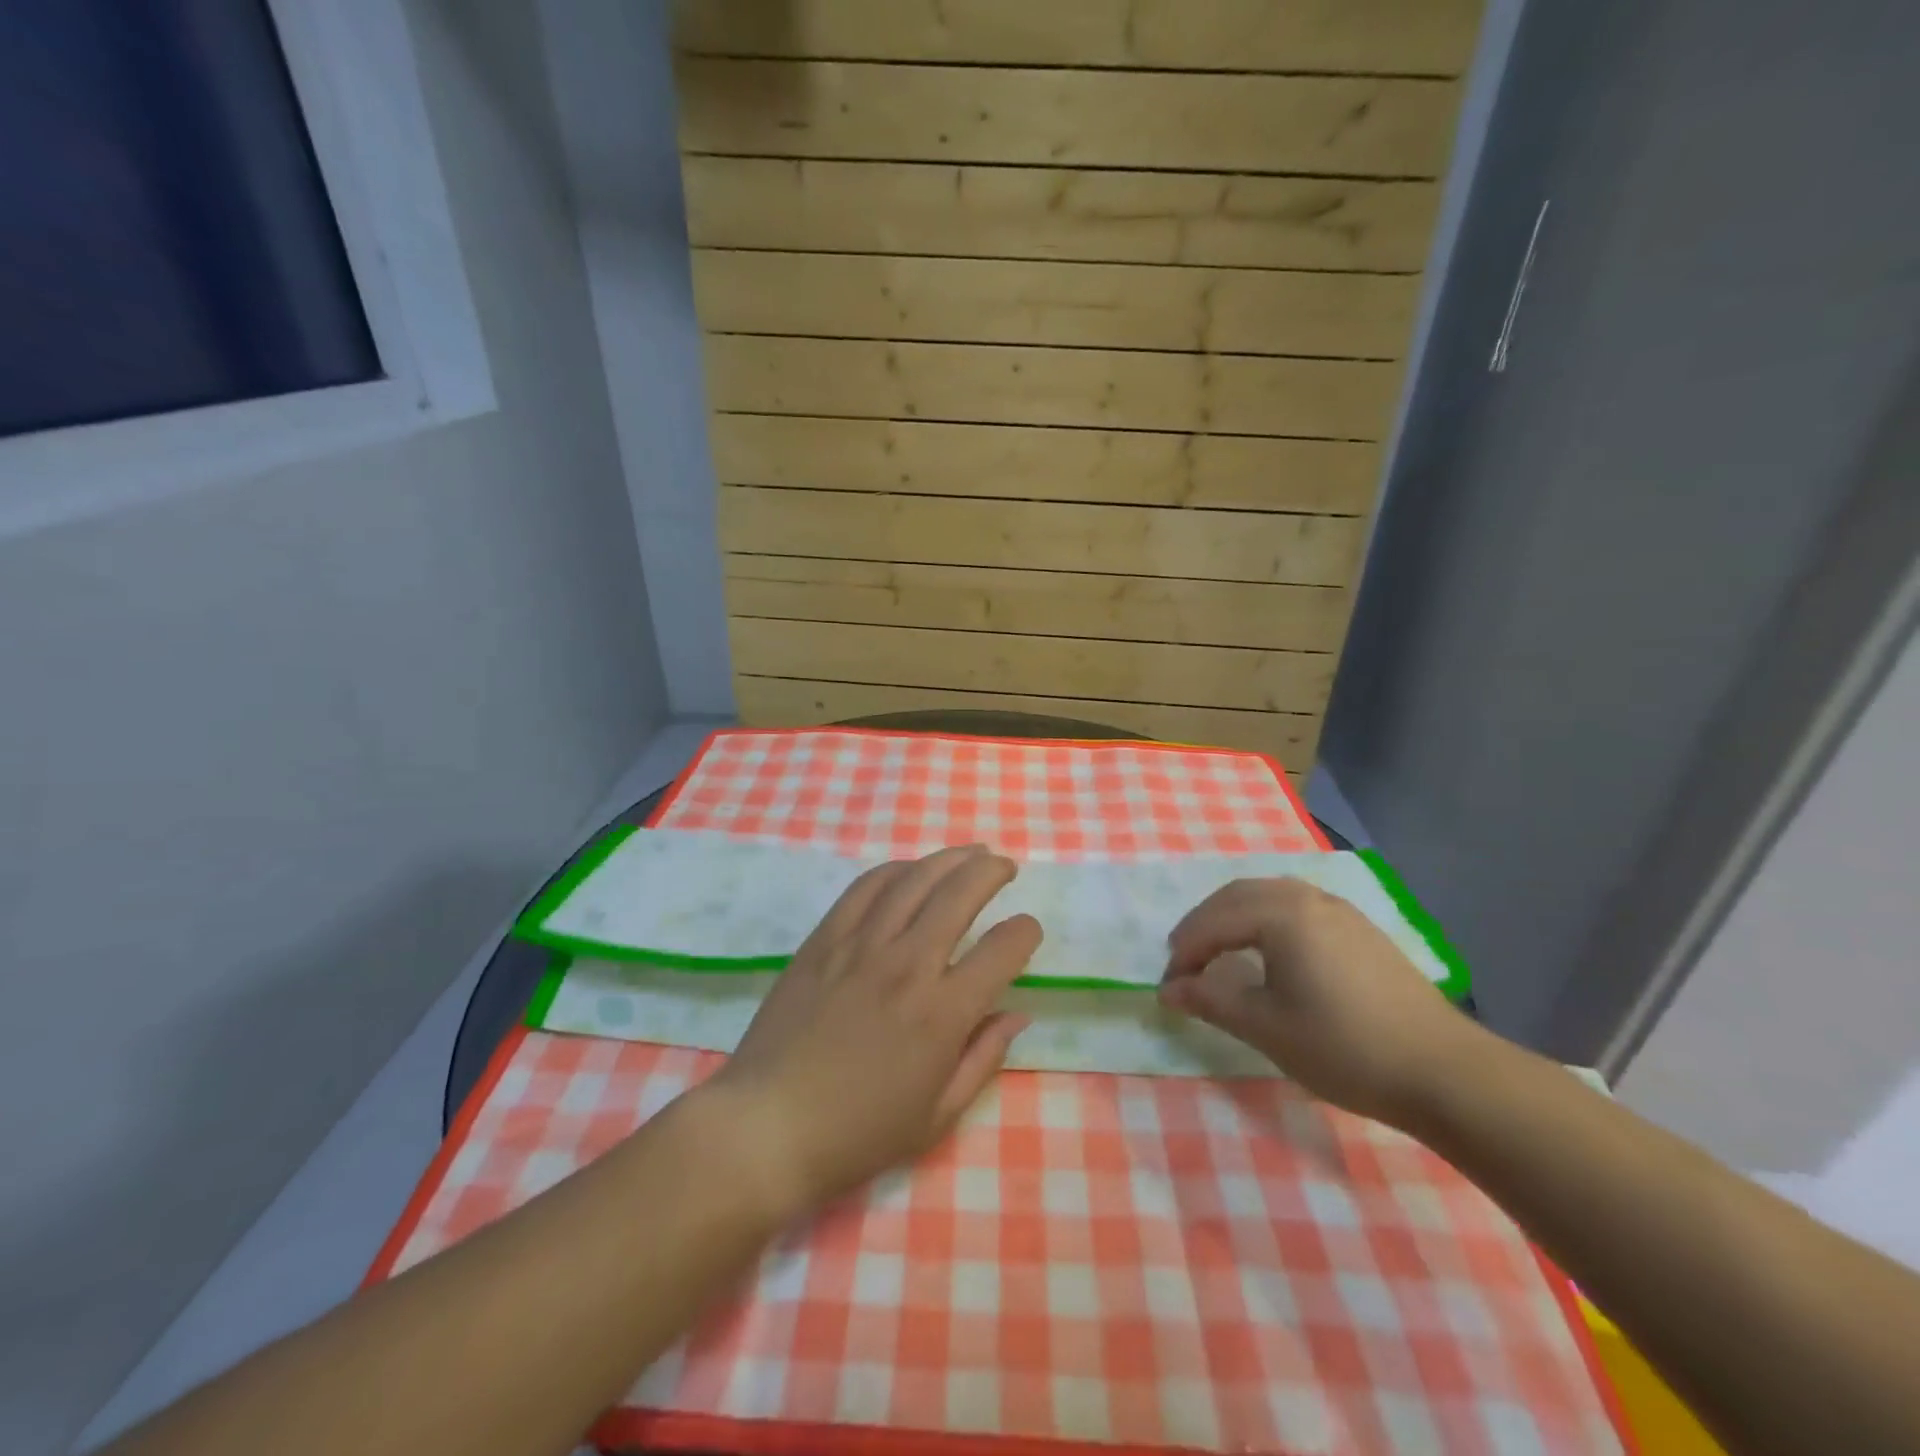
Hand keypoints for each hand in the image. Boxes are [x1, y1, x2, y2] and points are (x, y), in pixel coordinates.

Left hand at [703, 845, 1041, 1219]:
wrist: (767, 1126)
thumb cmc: (857, 1133)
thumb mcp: (937, 1115)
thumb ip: (984, 1058)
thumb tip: (1018, 1015)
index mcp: (942, 1014)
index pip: (1002, 949)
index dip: (1025, 932)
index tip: (1027, 932)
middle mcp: (907, 966)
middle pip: (960, 894)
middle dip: (991, 872)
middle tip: (1004, 867)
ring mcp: (861, 946)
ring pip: (914, 880)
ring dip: (948, 858)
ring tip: (969, 854)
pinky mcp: (824, 939)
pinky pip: (865, 888)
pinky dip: (895, 870)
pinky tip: (909, 870)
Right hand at [1159, 877, 1481, 1125]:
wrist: (1444, 1072)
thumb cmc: (1344, 1047)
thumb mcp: (1266, 1027)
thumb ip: (1210, 1000)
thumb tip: (1167, 989)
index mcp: (1282, 914)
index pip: (1214, 922)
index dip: (1185, 952)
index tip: (1168, 986)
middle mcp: (1308, 898)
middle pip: (1238, 896)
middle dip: (1204, 924)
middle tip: (1184, 959)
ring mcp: (1340, 910)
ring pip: (1269, 896)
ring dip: (1234, 917)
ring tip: (1218, 950)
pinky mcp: (1360, 929)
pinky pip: (1296, 906)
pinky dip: (1265, 919)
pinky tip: (1268, 950)